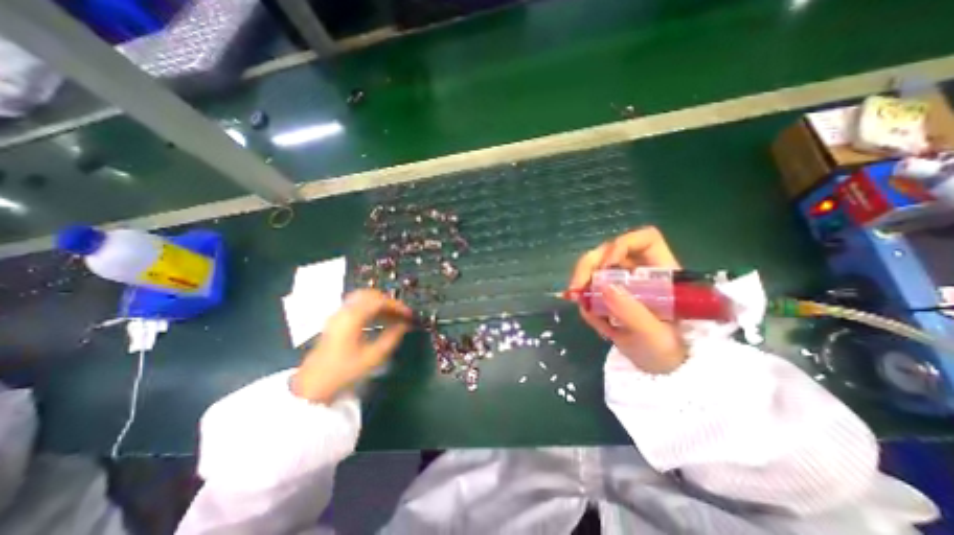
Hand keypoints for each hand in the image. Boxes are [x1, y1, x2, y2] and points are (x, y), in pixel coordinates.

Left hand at [291, 291, 409, 403]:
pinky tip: (379, 320)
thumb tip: (404, 325)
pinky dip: (371, 308)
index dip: (397, 305)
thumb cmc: (344, 371)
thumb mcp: (373, 357)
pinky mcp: (336, 320)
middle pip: (370, 295)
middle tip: (401, 313)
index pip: (379, 301)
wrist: (312, 385)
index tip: (409, 314)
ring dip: (380, 304)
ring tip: (393, 317)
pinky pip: (357, 306)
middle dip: (389, 302)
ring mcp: (338, 314)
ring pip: (363, 299)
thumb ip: (391, 338)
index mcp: (353, 317)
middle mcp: (344, 311)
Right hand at [573, 229, 684, 374]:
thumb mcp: (653, 336)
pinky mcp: (610, 293)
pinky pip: (589, 284)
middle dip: (588, 265)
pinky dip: (582, 295)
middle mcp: (640, 271)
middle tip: (576, 288)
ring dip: (581, 281)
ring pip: (595, 265)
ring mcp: (623, 281)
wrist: (660, 369)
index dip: (622, 244)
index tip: (606, 266)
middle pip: (610, 250)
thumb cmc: (667, 353)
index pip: (644, 239)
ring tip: (578, 301)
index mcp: (661, 274)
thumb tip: (602, 285)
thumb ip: (630, 311)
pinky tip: (585, 310)